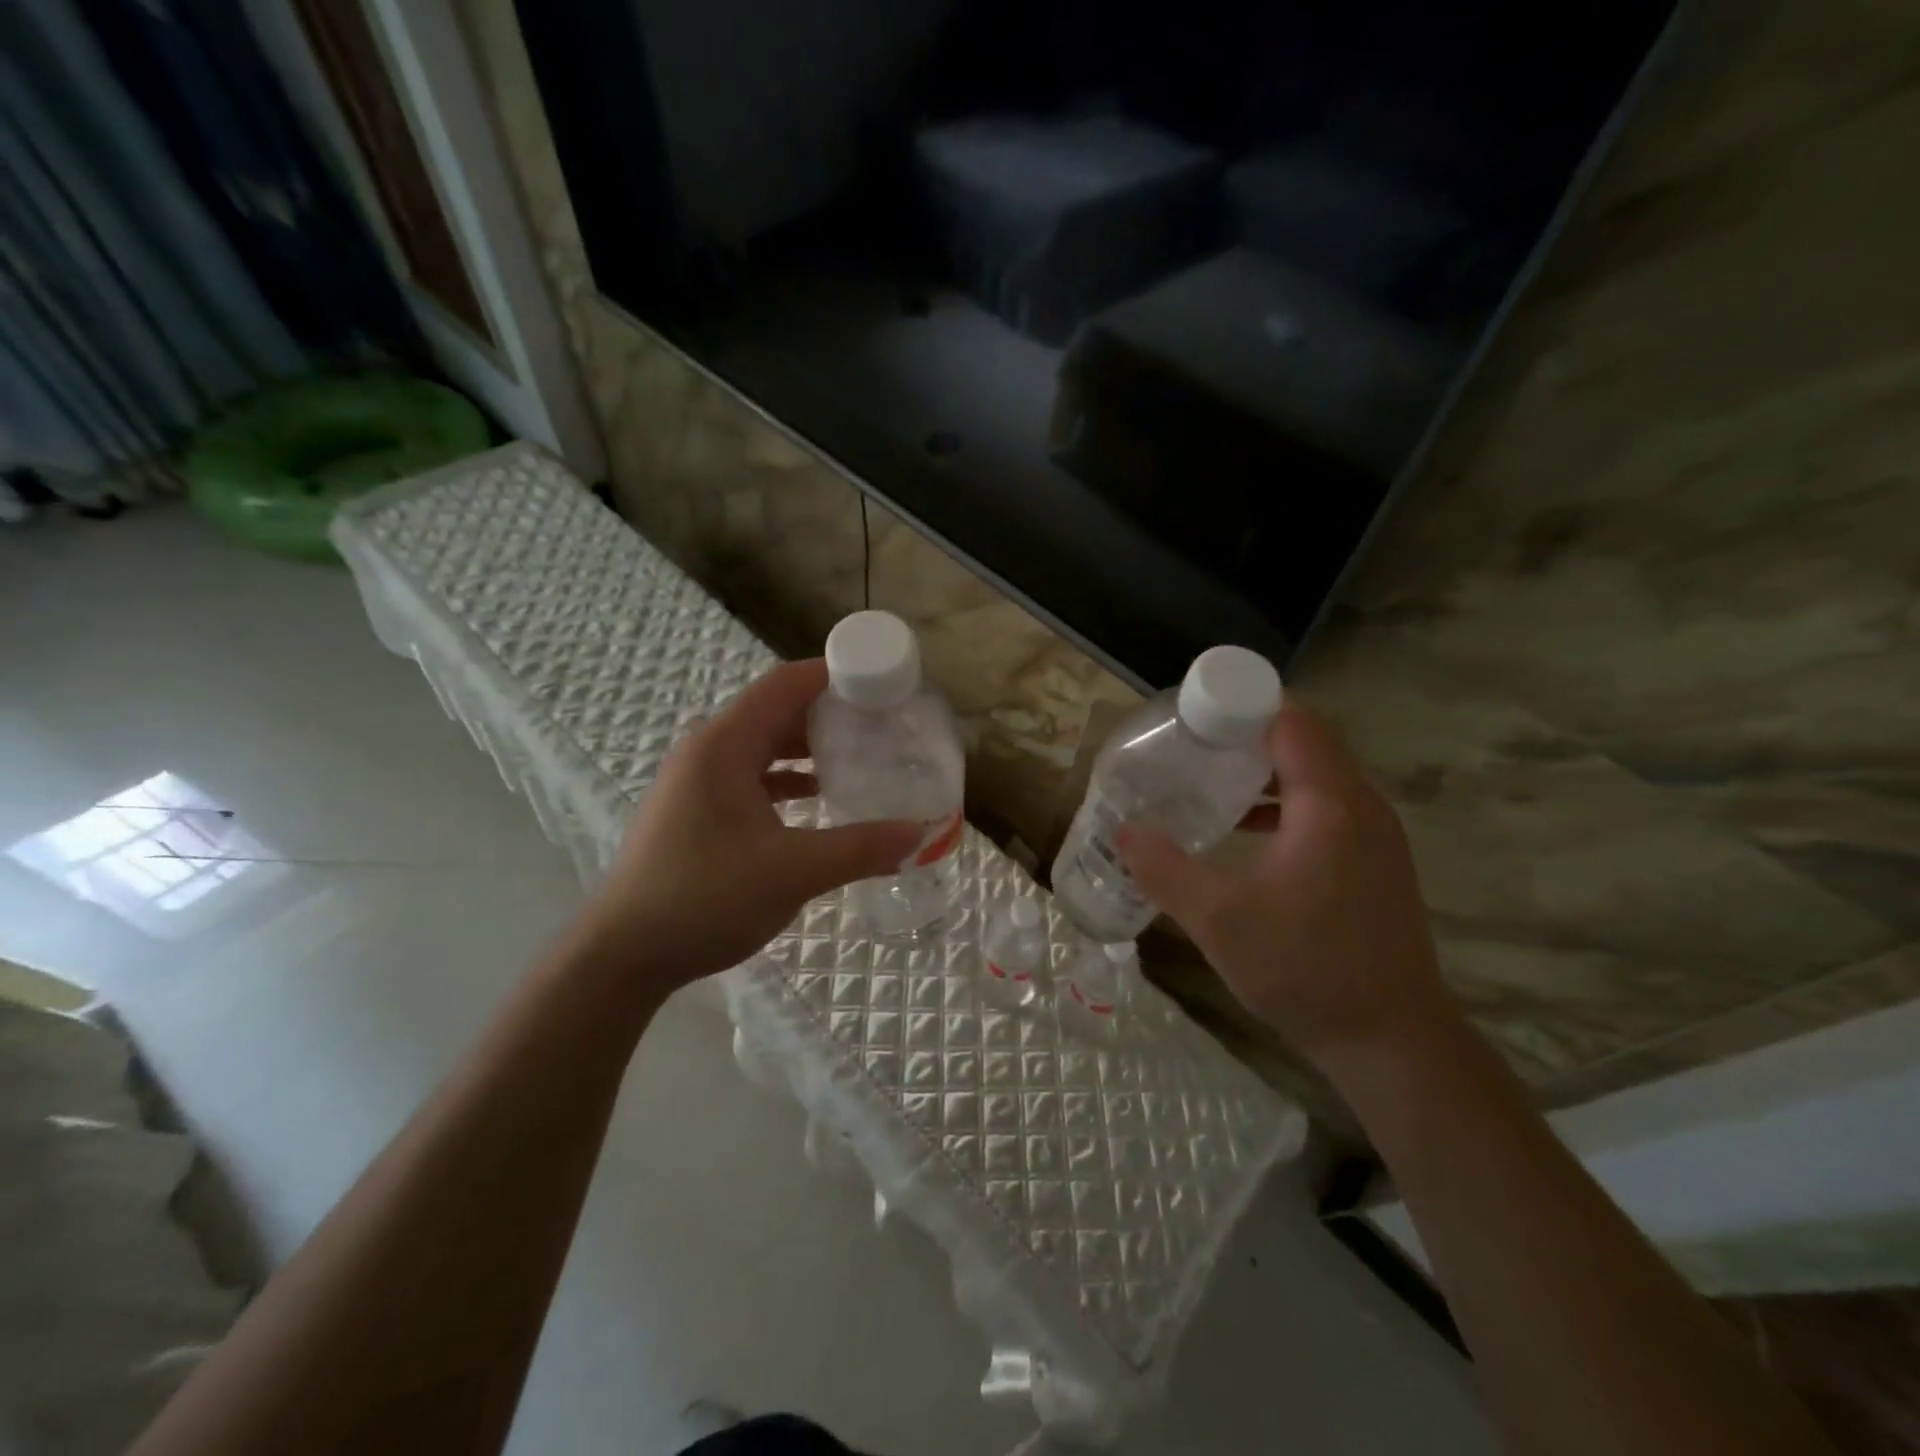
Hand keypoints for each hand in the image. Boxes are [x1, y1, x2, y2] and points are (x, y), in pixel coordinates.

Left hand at [576, 660, 920, 992]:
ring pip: (763, 746)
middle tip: (883, 724)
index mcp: (724, 744)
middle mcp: (708, 750)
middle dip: (830, 714)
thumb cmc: (705, 899)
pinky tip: (820, 800)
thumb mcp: (792, 872)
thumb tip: (921, 834)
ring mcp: (697, 781)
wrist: (623, 955)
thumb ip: (860, 848)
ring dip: (809, 748)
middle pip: (777, 711)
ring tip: (861, 757)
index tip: (883, 683)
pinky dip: (787, 779)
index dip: (835, 676)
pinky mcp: (696, 809)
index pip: (786, 684)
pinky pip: (751, 776)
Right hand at [1117, 703, 1456, 1071]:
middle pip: (1303, 744)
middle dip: (1244, 739)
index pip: (1292, 721)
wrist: (1392, 1042)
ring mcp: (1375, 837)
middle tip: (1189, 750)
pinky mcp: (1375, 864)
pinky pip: (1326, 810)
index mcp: (1330, 803)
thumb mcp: (1217, 918)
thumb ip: (1163, 868)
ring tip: (1208, 785)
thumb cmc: (1305, 967)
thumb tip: (1122, 832)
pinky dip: (1284, 807)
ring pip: (1315, 779)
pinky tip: (1244, 835)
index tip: (1192, 721)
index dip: (1241, 709)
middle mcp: (1361, 807)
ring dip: (1264, 774)